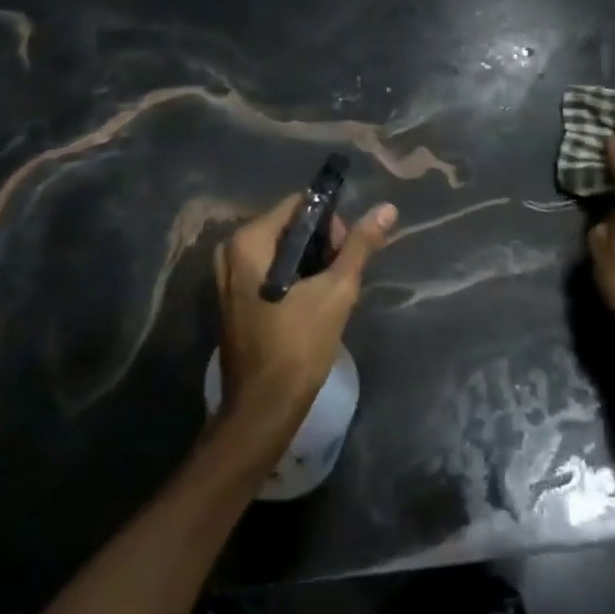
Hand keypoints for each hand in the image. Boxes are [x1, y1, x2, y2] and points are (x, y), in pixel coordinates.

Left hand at [212, 193, 397, 446]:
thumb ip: (360, 246)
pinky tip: (309, 303)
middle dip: (320, 244)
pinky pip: (266, 270)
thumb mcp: (337, 291)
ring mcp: (226, 275)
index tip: (346, 254)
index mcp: (248, 240)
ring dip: (308, 263)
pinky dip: (291, 278)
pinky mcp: (231, 298)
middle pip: (288, 226)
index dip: (329, 222)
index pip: (298, 205)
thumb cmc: (299, 345)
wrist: (263, 408)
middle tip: (340, 276)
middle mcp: (229, 250)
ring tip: (328, 292)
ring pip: (279, 250)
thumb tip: (387, 208)